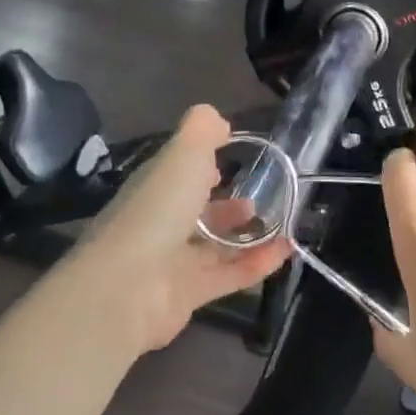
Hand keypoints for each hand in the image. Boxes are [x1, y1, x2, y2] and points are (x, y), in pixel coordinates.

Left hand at [75, 105, 289, 352]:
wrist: (128, 287)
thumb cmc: (157, 209)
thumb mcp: (183, 154)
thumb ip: (202, 130)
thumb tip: (219, 120)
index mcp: (154, 186)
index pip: (177, 171)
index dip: (198, 163)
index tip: (226, 156)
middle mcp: (160, 222)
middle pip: (194, 210)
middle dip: (223, 203)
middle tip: (258, 196)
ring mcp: (173, 261)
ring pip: (213, 245)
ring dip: (244, 234)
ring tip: (277, 221)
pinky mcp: (190, 294)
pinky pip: (230, 275)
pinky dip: (258, 263)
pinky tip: (287, 250)